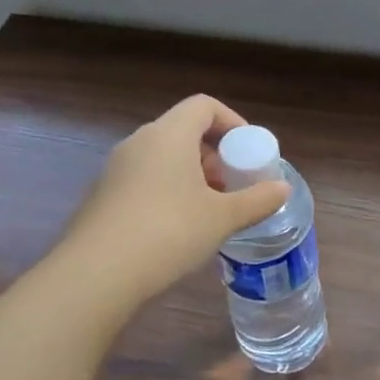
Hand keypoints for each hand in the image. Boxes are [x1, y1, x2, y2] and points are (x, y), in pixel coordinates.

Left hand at [62, 95, 290, 307]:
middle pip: (183, 130)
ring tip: (209, 209)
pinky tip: (177, 228)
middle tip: (232, 185)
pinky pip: (144, 178)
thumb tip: (282, 189)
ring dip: (191, 174)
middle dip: (214, 153)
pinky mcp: (103, 195)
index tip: (247, 151)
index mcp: (169, 135)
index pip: (203, 106)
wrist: (97, 274)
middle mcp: (139, 142)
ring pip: (162, 156)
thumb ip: (257, 200)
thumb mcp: (222, 218)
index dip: (231, 121)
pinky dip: (167, 190)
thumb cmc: (169, 232)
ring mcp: (116, 168)